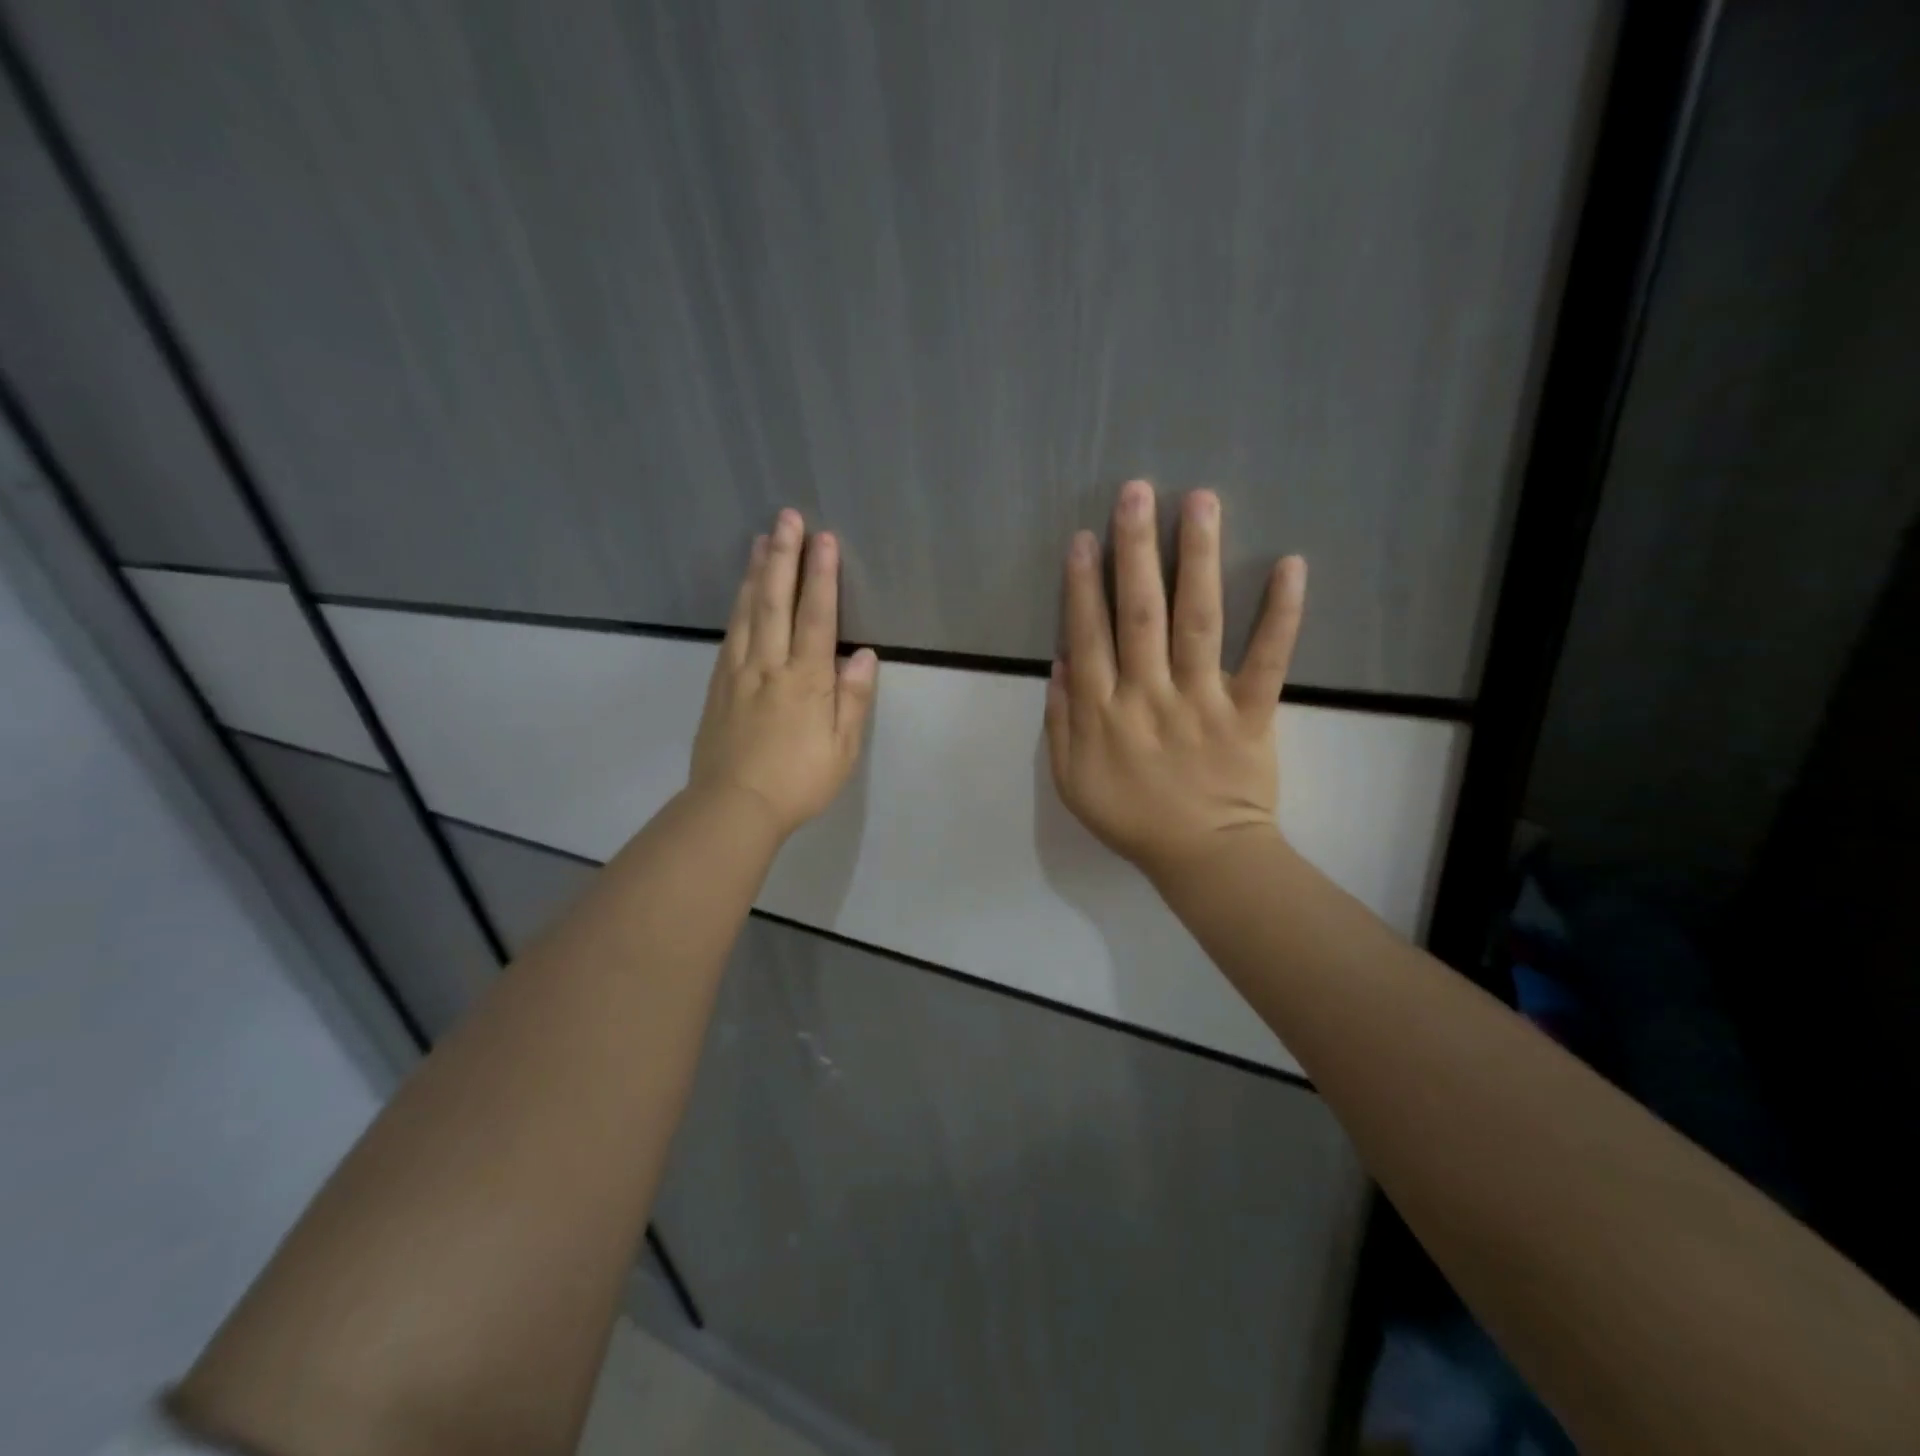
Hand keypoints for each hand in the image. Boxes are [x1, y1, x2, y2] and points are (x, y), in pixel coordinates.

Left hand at [689, 508, 878, 838]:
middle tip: (786, 517)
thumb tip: (864, 656)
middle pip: (776, 601)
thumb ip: (853, 699)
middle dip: (783, 556)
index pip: (816, 616)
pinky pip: (730, 633)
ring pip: (748, 612)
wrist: (732, 806)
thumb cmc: (798, 781)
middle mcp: (769, 665)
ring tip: (761, 539)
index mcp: (805, 680)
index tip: (824, 539)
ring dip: (757, 572)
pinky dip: (738, 605)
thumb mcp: (841, 748)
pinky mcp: (718, 685)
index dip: (822, 575)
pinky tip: (742, 592)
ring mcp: (738, 672)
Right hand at [1045, 479, 1305, 884]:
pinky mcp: (1251, 712)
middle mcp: (1149, 696)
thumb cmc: (1132, 818)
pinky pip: (1267, 660)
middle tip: (1136, 491)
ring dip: (1197, 560)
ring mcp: (1202, 702)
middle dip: (1136, 551)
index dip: (1084, 585)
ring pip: (1198, 623)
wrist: (1202, 857)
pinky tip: (1290, 565)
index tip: (1085, 536)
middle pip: (1139, 615)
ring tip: (1200, 502)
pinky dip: (1281, 615)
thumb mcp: (1071, 781)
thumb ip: (1060, 723)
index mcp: (1103, 713)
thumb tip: (1060, 661)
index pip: (1089, 637)